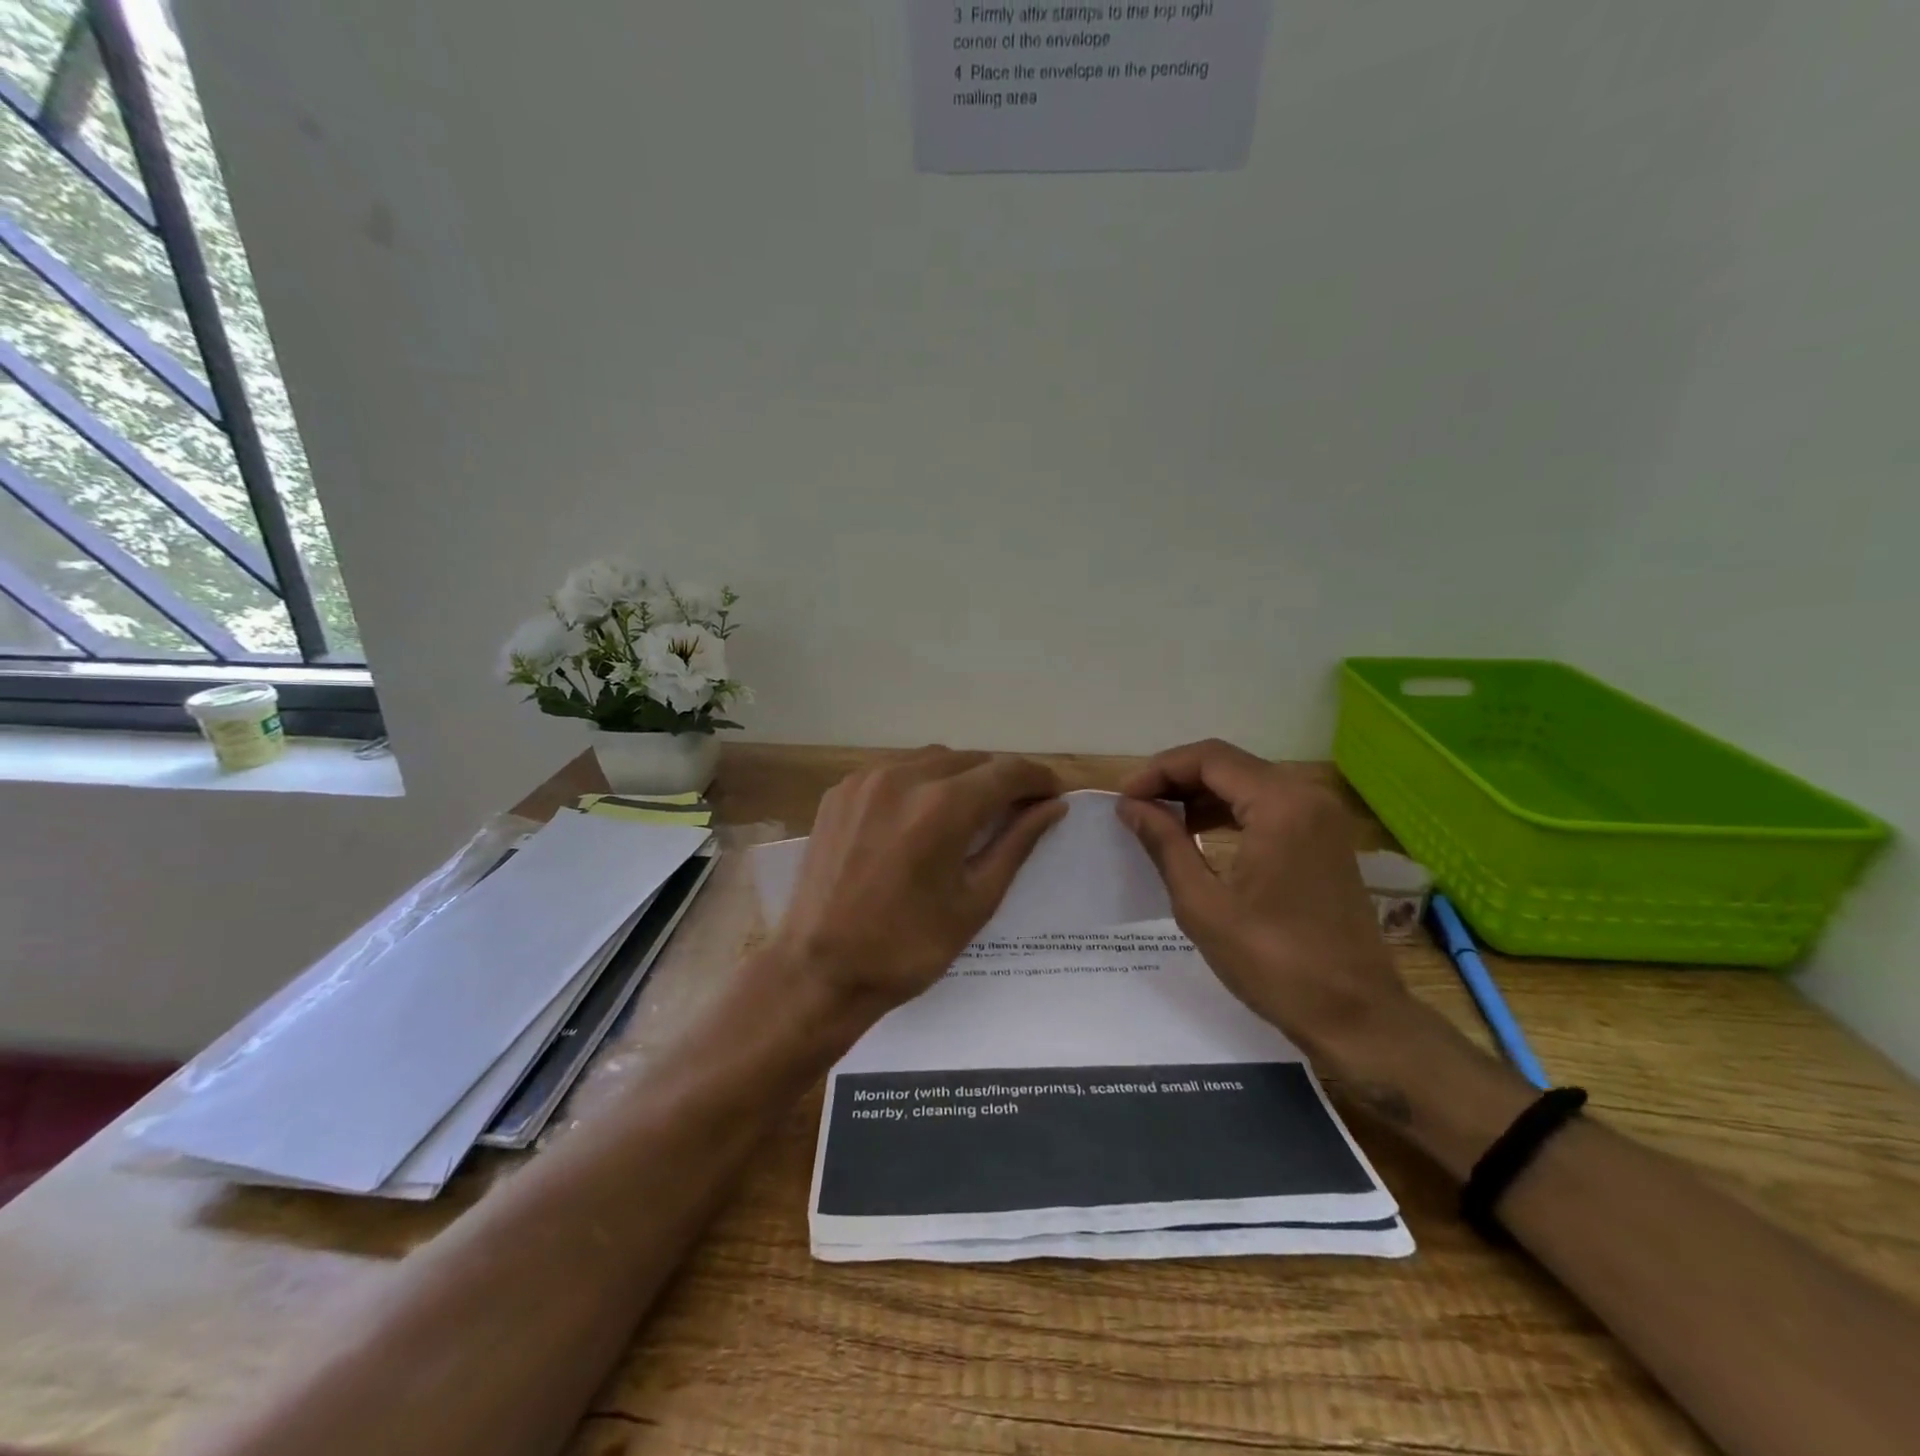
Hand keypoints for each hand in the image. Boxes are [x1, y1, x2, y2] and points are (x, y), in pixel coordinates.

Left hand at [771, 748, 1066, 1021]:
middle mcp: (904, 777)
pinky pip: (894, 770)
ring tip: (971, 811)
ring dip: (961, 776)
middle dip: (1001, 779)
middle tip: (1017, 808)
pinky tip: (921, 815)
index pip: (1007, 772)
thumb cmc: (907, 947)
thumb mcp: (975, 901)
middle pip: (971, 759)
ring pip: (932, 758)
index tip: (1053, 794)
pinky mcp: (840, 791)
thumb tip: (1053, 806)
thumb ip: (1016, 844)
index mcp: (943, 807)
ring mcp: (865, 780)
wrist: (818, 969)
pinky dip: (920, 782)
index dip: (1037, 779)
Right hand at [1118, 739, 1413, 1063]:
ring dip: (1201, 794)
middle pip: (1229, 764)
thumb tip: (1131, 806)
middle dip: (1177, 779)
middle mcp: (1307, 797)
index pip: (1208, 758)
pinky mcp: (1325, 839)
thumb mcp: (1203, 903)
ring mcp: (1322, 817)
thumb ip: (1164, 843)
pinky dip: (1229, 811)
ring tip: (1160, 820)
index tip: (1124, 798)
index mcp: (1280, 805)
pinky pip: (1268, 805)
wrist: (1354, 1016)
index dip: (1159, 770)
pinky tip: (1199, 834)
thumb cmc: (1273, 962)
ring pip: (1248, 782)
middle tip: (1136, 807)